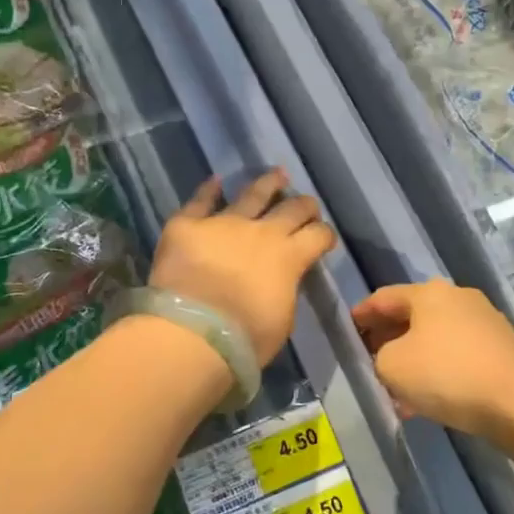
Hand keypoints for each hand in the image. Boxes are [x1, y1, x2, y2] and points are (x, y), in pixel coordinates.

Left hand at [149, 170, 336, 365]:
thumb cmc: (245, 339)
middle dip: (303, 205)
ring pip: (251, 194)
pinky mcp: (187, 225)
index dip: (325, 235)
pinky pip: (200, 201)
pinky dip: (208, 190)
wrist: (194, 332)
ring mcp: (223, 223)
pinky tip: (214, 180)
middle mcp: (261, 232)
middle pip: (291, 208)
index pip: (318, 236)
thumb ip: (284, 291)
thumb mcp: (281, 320)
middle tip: (307, 204)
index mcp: (289, 258)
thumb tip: (280, 281)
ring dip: (268, 184)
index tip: (325, 238)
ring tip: (278, 174)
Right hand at [352, 280, 513, 445]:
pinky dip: (438, 371)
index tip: (348, 329)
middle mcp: (457, 298)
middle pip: (412, 316)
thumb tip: (393, 358)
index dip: (362, 314)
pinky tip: (427, 400)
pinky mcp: (502, 350)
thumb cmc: (447, 374)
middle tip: (370, 359)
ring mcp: (484, 323)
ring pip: (435, 339)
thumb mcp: (392, 366)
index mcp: (428, 293)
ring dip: (414, 359)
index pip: (384, 298)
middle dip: (388, 338)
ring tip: (397, 388)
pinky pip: (457, 356)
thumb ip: (379, 356)